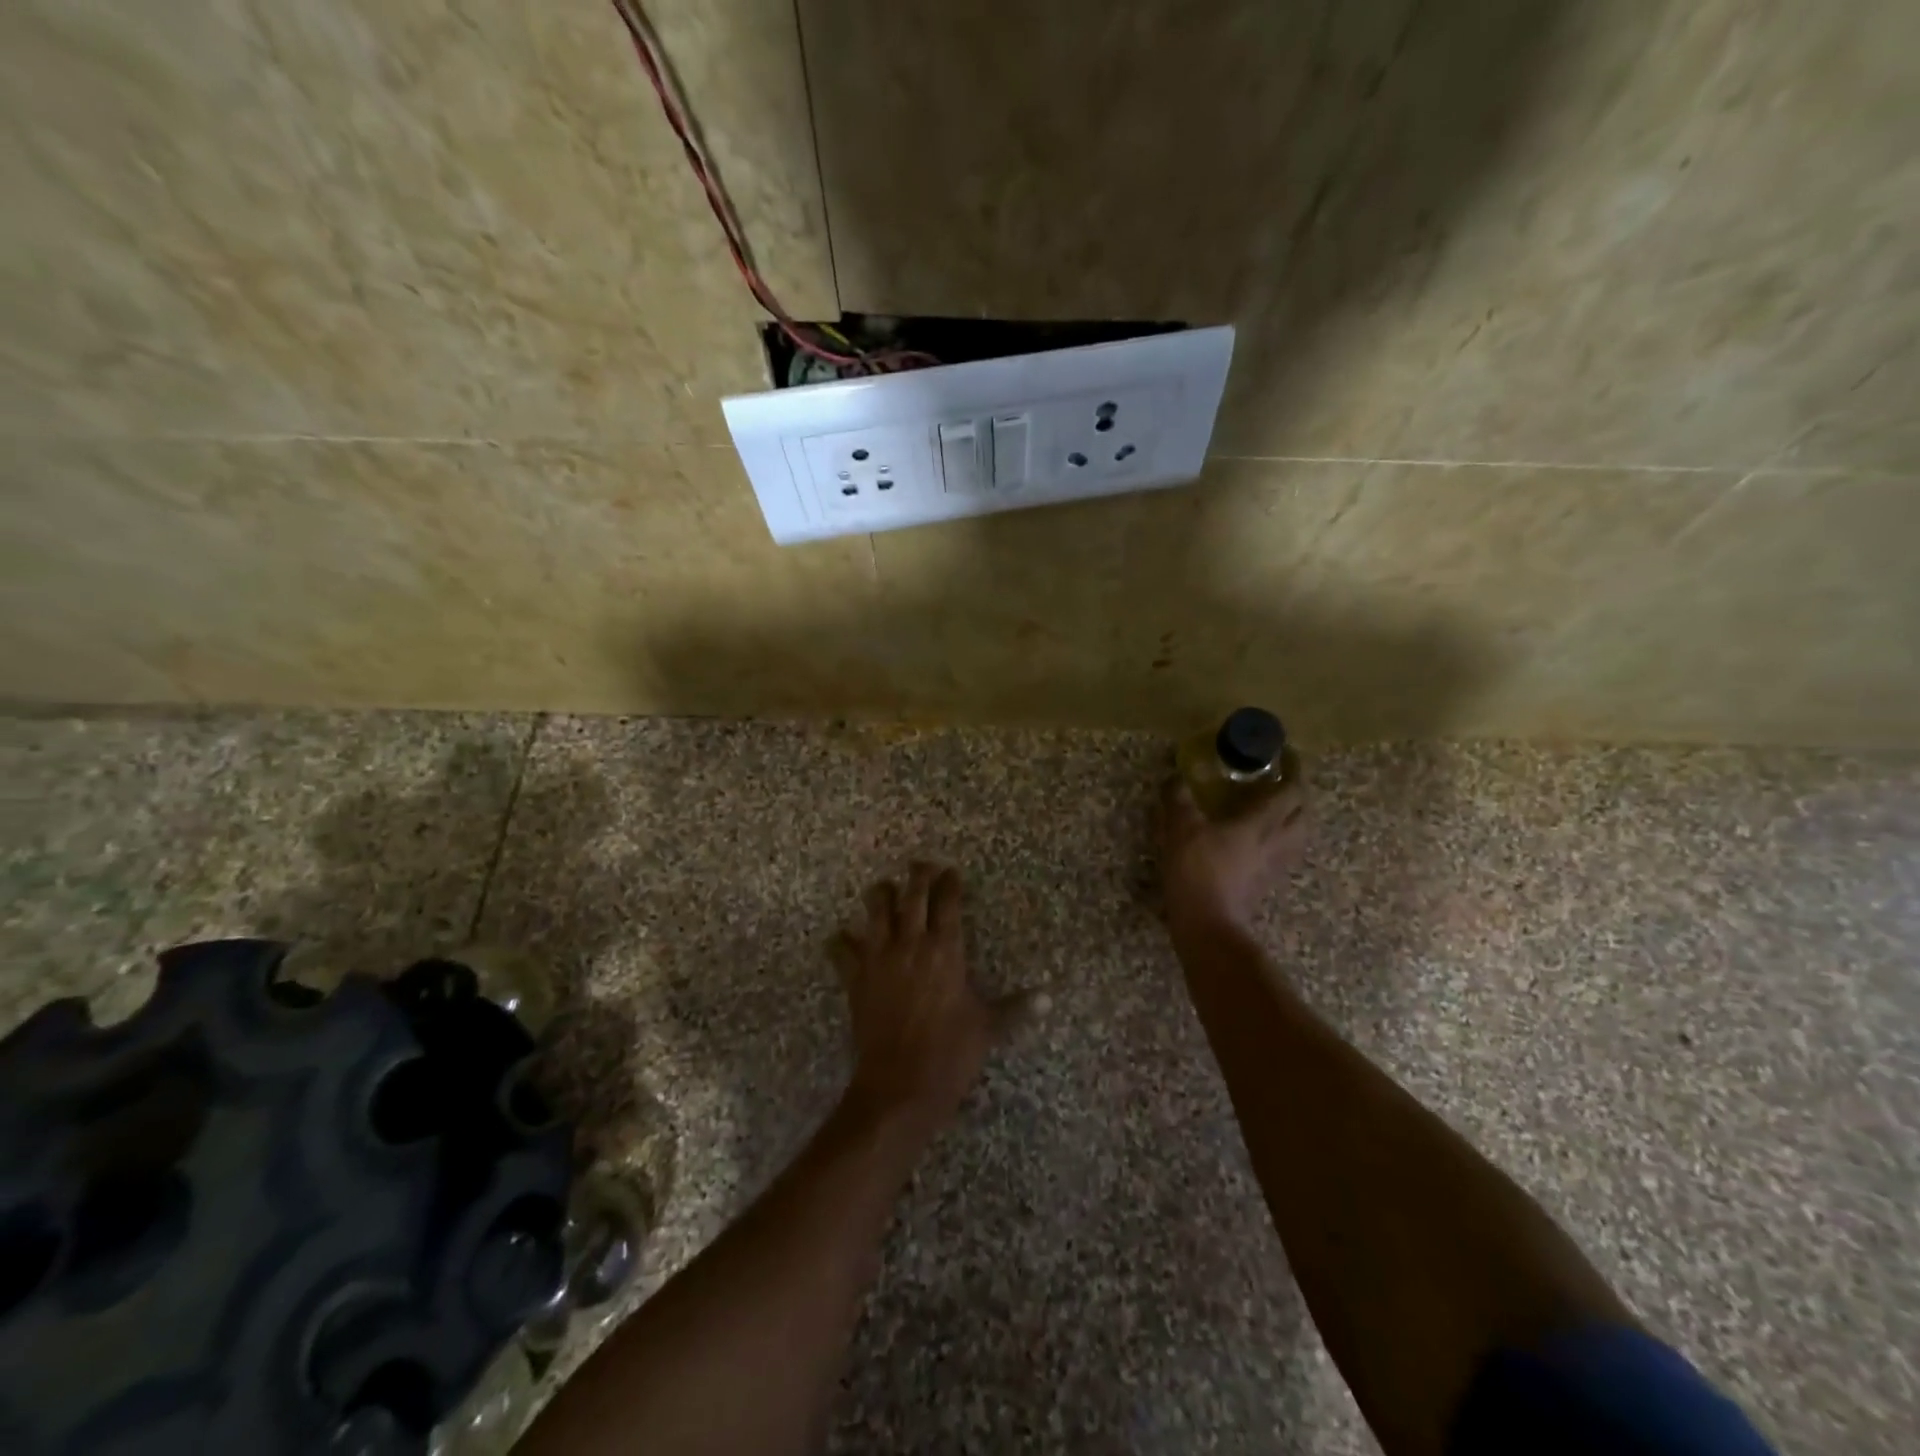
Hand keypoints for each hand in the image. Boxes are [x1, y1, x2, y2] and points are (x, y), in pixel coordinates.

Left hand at [829, 862, 1026, 1131]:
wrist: (900, 1085)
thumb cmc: (950, 1053)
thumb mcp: (988, 1027)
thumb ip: (1017, 1008)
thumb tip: (1049, 998)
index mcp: (945, 950)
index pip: (947, 903)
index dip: (949, 883)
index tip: (951, 872)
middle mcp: (911, 944)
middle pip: (911, 896)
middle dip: (917, 876)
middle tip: (921, 865)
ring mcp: (879, 958)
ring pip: (875, 911)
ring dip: (880, 895)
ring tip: (885, 888)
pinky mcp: (856, 978)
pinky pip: (841, 950)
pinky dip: (841, 941)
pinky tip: (841, 937)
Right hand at [1158, 778, 1309, 934]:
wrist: (1207, 924)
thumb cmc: (1197, 871)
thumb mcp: (1179, 828)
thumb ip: (1178, 799)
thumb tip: (1175, 778)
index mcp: (1262, 822)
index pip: (1292, 790)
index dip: (1294, 769)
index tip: (1287, 754)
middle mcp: (1277, 841)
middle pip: (1304, 812)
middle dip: (1297, 793)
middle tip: (1280, 780)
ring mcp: (1275, 865)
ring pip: (1298, 835)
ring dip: (1293, 818)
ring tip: (1274, 809)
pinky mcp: (1266, 883)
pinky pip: (1284, 853)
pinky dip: (1279, 839)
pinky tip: (1259, 840)